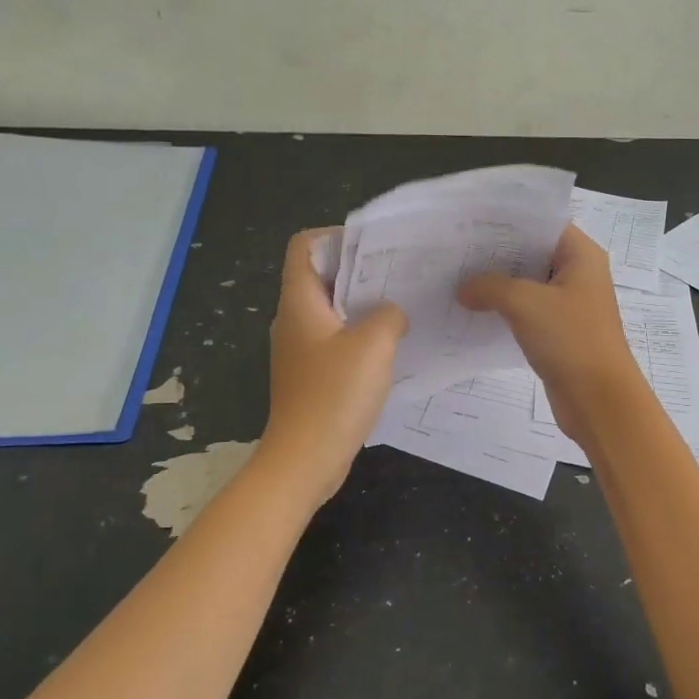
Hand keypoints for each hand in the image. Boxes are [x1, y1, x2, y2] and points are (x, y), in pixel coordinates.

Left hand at [257, 229, 408, 503]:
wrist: (303, 461)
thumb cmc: (334, 395)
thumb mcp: (373, 345)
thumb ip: (388, 315)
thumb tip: (391, 313)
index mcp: (299, 302)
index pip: (305, 246)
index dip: (337, 237)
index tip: (375, 249)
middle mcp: (294, 320)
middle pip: (323, 276)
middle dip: (361, 271)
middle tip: (401, 275)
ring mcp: (301, 350)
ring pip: (333, 311)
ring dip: (365, 306)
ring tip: (403, 308)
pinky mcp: (312, 375)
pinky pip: (337, 341)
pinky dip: (361, 337)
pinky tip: (392, 349)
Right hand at [458, 225, 643, 450]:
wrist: (598, 400)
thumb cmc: (570, 339)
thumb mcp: (524, 303)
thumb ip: (489, 286)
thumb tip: (463, 289)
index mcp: (581, 255)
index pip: (542, 224)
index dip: (509, 222)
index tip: (472, 223)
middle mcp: (579, 274)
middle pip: (533, 253)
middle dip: (497, 253)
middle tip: (456, 249)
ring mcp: (570, 304)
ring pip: (528, 283)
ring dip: (498, 283)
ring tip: (457, 276)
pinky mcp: (560, 331)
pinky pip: (528, 310)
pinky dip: (505, 308)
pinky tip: (473, 309)